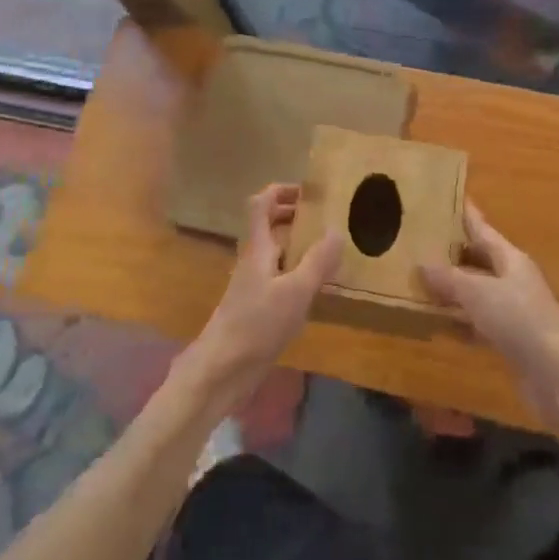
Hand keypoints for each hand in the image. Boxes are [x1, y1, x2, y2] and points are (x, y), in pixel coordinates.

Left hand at [182, 183, 343, 412]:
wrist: (222, 369)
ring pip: (275, 252)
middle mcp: (253, 260)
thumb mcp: (295, 291)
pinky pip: (278, 276)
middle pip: (268, 225)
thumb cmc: (256, 324)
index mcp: (258, 248)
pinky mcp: (256, 307)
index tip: (310, 192)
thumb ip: (318, 261)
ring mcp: (253, 284)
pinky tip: (317, 287)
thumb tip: (337, 229)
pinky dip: (297, 271)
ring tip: (329, 249)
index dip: (282, 190)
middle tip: (325, 219)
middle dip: (294, 216)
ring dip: (298, 244)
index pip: (262, 204)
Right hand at [420, 202, 558, 423]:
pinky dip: (459, 321)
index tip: (447, 198)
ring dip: (452, 290)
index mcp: (511, 258)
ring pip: (476, 292)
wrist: (555, 373)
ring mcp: (513, 310)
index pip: (482, 229)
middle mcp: (513, 279)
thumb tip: (422, 264)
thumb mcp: (477, 293)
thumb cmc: (518, 320)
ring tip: (420, 282)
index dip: (465, 214)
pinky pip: (478, 322)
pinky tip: (437, 323)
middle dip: (452, 253)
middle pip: (479, 259)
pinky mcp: (510, 338)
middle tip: (420, 243)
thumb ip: (448, 278)